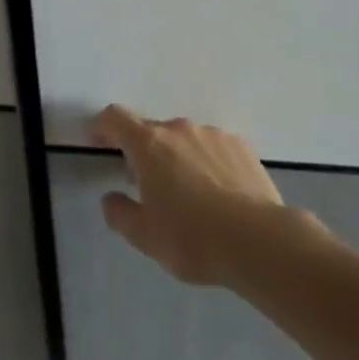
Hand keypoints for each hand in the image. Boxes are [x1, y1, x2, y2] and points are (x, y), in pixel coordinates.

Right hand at [91, 105, 307, 285]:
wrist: (260, 242)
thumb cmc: (193, 238)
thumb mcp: (145, 237)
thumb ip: (120, 214)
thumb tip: (111, 198)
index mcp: (149, 144)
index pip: (115, 117)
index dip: (102, 126)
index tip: (98, 142)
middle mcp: (178, 129)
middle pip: (151, 130)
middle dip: (143, 152)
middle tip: (146, 185)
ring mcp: (212, 134)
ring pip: (184, 139)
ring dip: (177, 157)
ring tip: (189, 194)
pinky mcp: (241, 147)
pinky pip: (213, 148)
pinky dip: (207, 162)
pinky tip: (219, 194)